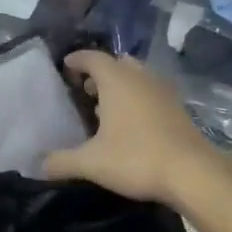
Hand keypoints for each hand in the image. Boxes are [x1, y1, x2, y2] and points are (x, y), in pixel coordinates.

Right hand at [45, 50, 216, 205]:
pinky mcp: (178, 108)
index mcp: (117, 81)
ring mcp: (163, 91)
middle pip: (117, 63)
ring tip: (105, 106)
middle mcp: (140, 78)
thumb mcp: (91, 163)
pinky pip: (151, 92)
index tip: (65, 67)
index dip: (77, 60)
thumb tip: (38, 165)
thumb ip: (62, 161)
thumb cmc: (136, 158)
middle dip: (100, 72)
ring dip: (120, 85)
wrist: (193, 173)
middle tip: (84, 89)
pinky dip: (137, 98)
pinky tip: (130, 122)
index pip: (92, 58)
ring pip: (137, 76)